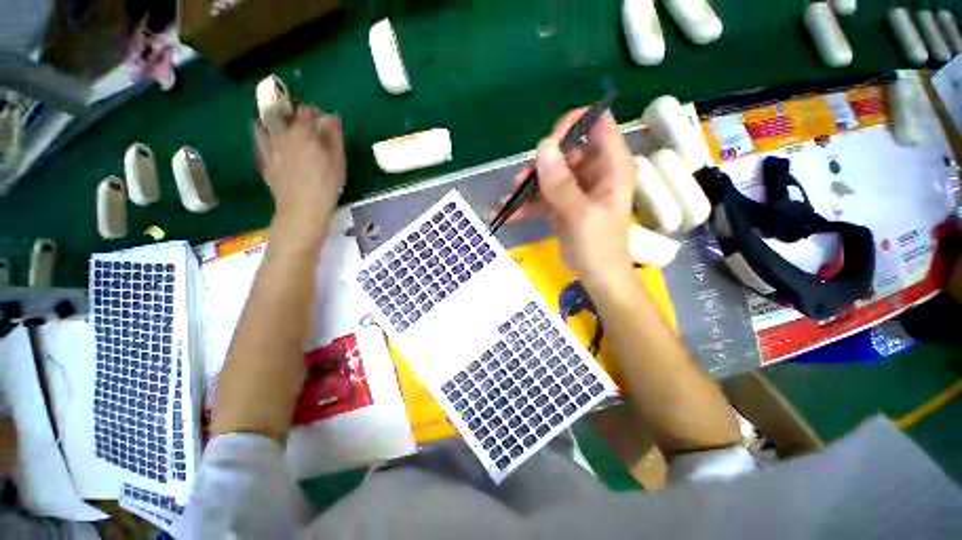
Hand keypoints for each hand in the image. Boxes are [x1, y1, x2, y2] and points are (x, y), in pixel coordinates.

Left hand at [254, 103, 345, 248]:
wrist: (302, 209)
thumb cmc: (325, 186)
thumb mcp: (338, 162)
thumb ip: (334, 137)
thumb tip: (333, 117)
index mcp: (302, 133)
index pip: (305, 110)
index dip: (315, 111)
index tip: (323, 119)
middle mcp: (282, 135)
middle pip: (283, 111)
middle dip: (293, 111)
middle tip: (304, 121)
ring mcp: (270, 147)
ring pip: (266, 121)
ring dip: (275, 118)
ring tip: (285, 124)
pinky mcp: (264, 160)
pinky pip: (259, 138)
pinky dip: (264, 132)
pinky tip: (270, 137)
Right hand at [493, 109, 636, 285]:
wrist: (596, 277)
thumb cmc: (598, 246)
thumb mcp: (580, 214)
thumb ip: (561, 183)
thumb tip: (543, 146)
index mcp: (612, 167)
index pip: (598, 125)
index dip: (573, 124)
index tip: (547, 141)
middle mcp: (595, 172)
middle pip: (566, 150)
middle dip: (542, 162)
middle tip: (522, 179)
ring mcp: (577, 189)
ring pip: (550, 174)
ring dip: (528, 185)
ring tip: (510, 198)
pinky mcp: (562, 204)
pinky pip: (542, 197)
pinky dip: (525, 205)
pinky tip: (506, 213)